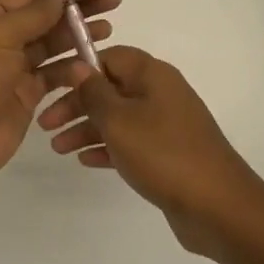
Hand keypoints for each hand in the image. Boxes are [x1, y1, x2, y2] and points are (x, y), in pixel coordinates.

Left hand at [0, 0, 119, 196]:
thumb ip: (33, 13)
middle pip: (45, 18)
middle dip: (78, 10)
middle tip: (114, 3)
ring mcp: (12, 70)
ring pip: (52, 46)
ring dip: (78, 37)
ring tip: (108, 30)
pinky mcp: (24, 97)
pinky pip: (53, 77)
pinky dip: (72, 70)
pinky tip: (92, 66)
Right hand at [39, 46, 263, 257]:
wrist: (217, 206)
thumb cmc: (163, 153)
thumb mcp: (119, 120)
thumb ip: (94, 92)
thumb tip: (79, 65)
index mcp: (153, 75)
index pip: (110, 57)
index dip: (80, 69)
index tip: (51, 87)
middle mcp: (161, 93)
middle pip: (111, 89)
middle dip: (77, 104)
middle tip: (46, 124)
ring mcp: (167, 125)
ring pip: (118, 118)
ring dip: (87, 129)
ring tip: (57, 148)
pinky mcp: (168, 154)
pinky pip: (131, 142)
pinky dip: (108, 148)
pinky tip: (85, 161)